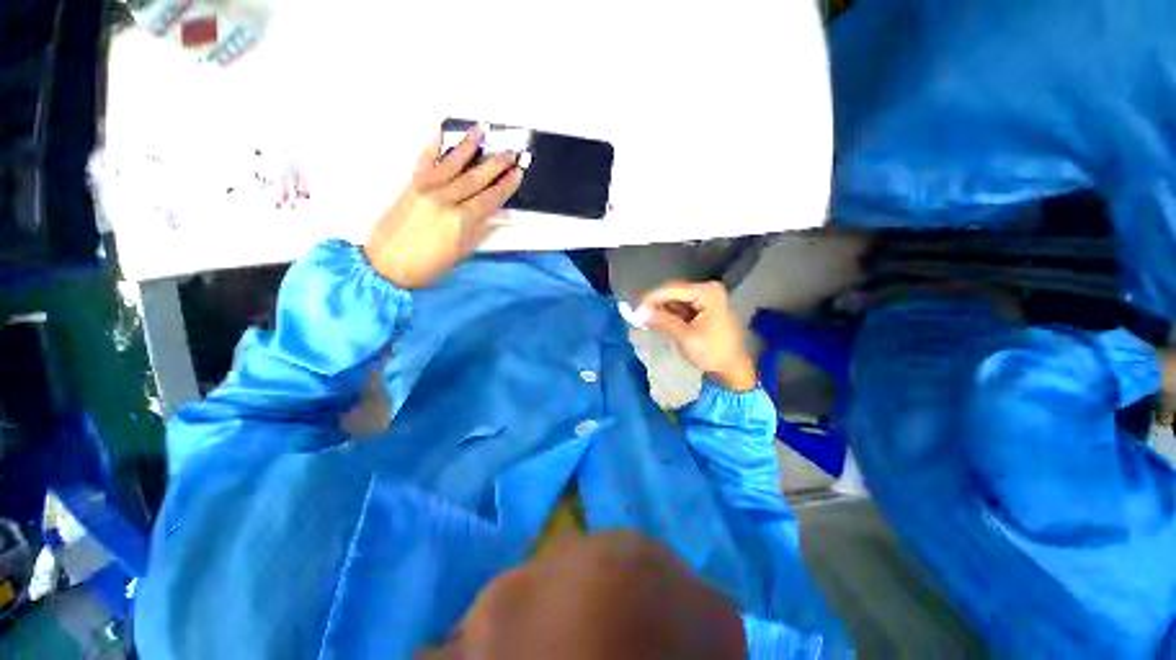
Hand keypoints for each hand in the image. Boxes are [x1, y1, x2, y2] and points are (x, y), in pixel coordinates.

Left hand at [363, 127, 523, 288]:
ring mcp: (425, 189)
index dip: (506, 185)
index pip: (490, 198)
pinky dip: (433, 147)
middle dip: (496, 163)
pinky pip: (424, 161)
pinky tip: (441, 134)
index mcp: (460, 221)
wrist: (384, 265)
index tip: (518, 173)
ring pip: (452, 163)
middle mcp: (444, 200)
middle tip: (511, 151)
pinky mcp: (409, 185)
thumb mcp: (460, 254)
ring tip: (481, 130)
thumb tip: (491, 215)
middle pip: (475, 177)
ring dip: (469, 145)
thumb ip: (478, 231)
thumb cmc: (426, 267)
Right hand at [638, 281, 757, 391]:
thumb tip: (639, 313)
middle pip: (673, 293)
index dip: (651, 298)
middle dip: (655, 304)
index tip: (635, 310)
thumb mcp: (686, 337)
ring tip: (644, 320)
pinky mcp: (702, 308)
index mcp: (708, 292)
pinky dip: (668, 315)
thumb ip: (663, 321)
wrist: (732, 368)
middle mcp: (707, 290)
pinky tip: (656, 322)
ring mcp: (706, 298)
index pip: (673, 289)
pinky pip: (680, 308)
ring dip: (660, 310)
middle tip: (637, 316)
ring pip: (674, 300)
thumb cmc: (713, 352)